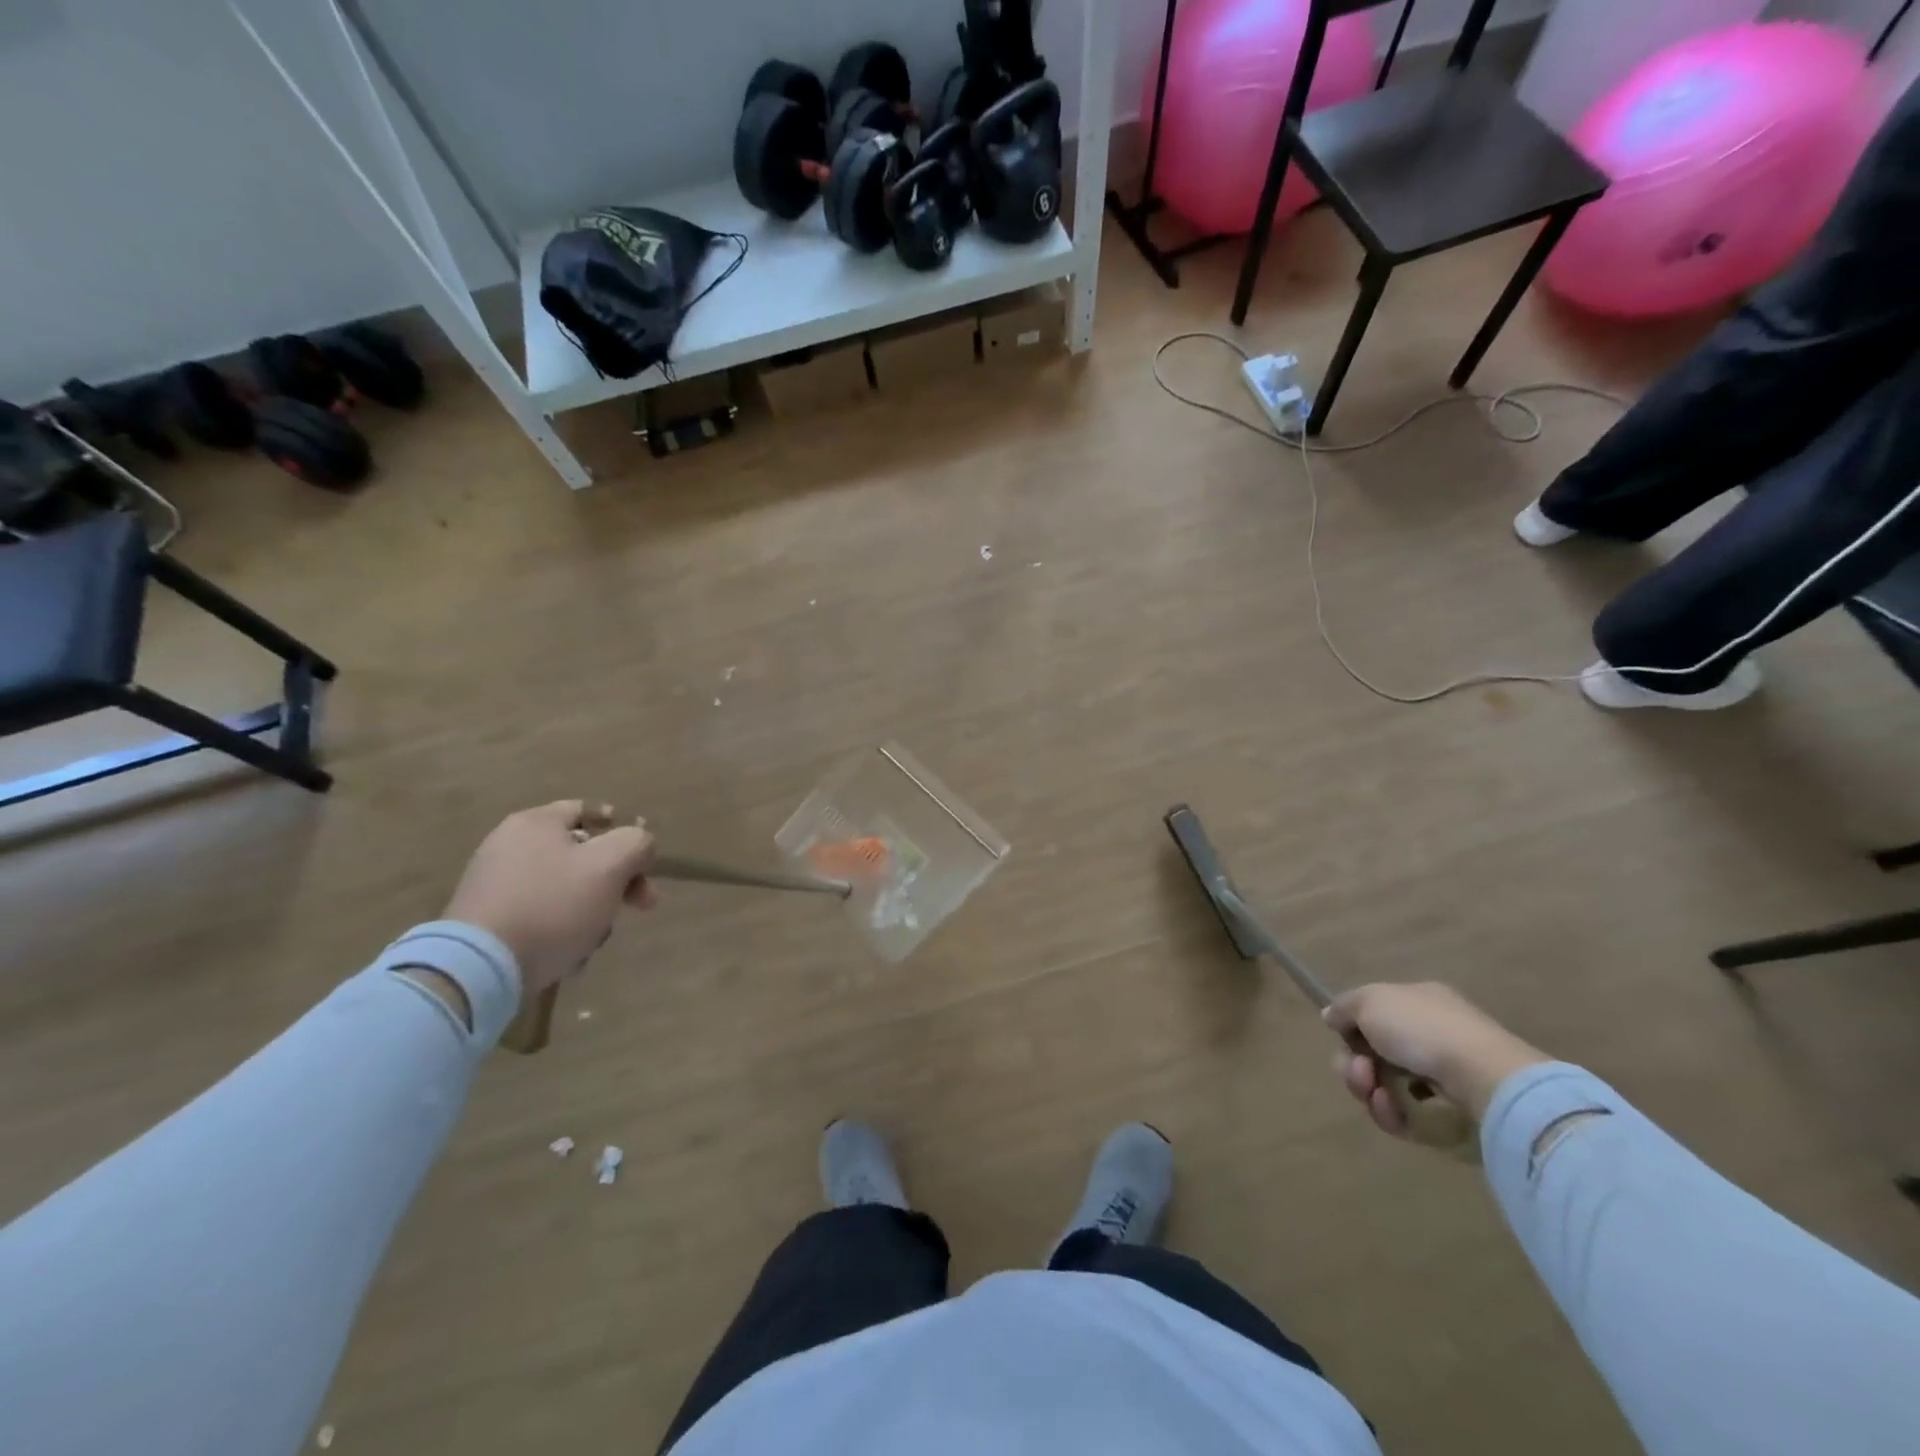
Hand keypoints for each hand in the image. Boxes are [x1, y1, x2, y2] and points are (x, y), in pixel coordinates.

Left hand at [443, 801, 656, 994]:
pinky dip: (560, 930)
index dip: (619, 826)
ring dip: (591, 909)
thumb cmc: (553, 906)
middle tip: (642, 904)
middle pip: (580, 854)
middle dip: (617, 880)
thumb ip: (636, 844)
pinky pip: (539, 916)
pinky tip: (570, 954)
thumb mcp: (610, 866)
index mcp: (536, 823)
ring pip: (563, 889)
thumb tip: (641, 844)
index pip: (585, 809)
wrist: (479, 968)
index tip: (641, 855)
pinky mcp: (487, 922)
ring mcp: (494, 885)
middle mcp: (509, 846)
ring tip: (597, 938)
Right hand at [1324, 982, 1547, 1136]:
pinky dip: (1392, 1113)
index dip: (1352, 1028)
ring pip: (1386, 1087)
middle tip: (1359, 1071)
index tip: (1343, 1036)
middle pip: (1373, 1055)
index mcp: (1418, 1003)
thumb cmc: (1423, 1029)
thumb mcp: (1370, 1000)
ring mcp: (1442, 1078)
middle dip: (1354, 1065)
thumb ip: (1345, 1007)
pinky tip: (1393, 1109)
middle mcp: (1430, 1037)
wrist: (1483, 1079)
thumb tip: (1331, 1016)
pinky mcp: (1449, 1116)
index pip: (1374, 1016)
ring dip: (1369, 1090)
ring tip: (1375, 1093)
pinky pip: (1406, 1116)